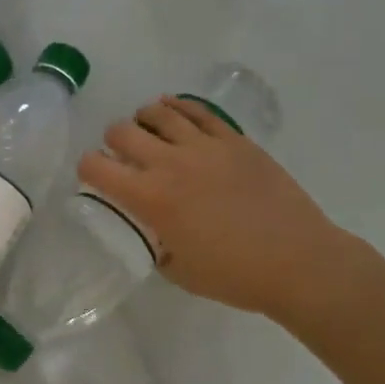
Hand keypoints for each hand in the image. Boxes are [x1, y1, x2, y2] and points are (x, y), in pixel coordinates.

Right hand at [78, 97, 349, 322]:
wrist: (298, 261)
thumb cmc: (233, 275)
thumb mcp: (176, 269)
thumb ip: (153, 241)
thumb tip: (150, 228)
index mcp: (150, 198)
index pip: (96, 167)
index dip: (86, 170)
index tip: (94, 179)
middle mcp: (170, 163)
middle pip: (121, 131)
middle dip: (112, 142)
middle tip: (121, 157)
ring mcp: (205, 146)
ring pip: (158, 112)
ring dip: (143, 120)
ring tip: (147, 132)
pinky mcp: (234, 140)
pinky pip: (197, 111)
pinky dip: (177, 108)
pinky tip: (173, 114)